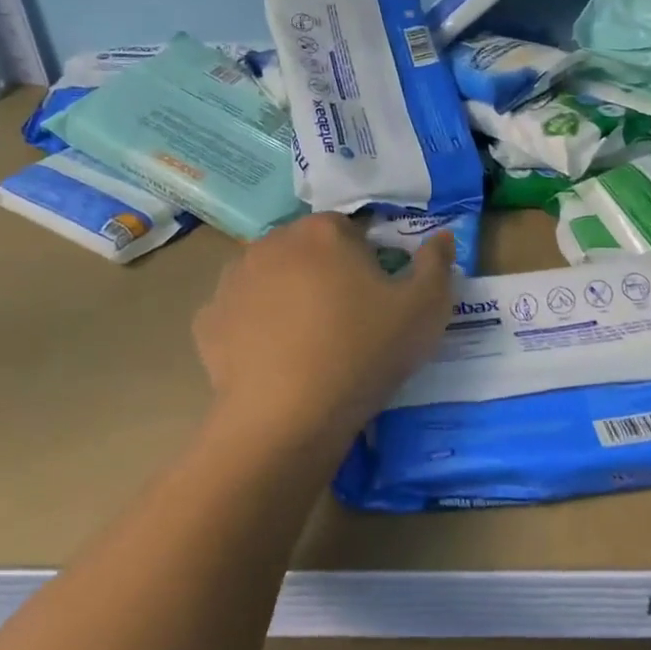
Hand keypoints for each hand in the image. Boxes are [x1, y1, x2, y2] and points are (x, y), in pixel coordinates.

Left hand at [192, 214, 454, 453]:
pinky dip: (254, 327)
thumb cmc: (363, 352)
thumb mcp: (425, 309)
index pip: (352, 232)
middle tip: (347, 322)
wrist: (287, 418)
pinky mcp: (207, 321)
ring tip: (308, 343)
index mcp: (323, 231)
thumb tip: (443, 237)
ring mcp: (233, 280)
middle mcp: (272, 242)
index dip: (369, 263)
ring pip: (271, 278)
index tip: (378, 299)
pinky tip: (273, 358)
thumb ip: (437, 264)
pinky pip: (240, 314)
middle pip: (308, 251)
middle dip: (326, 274)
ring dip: (288, 296)